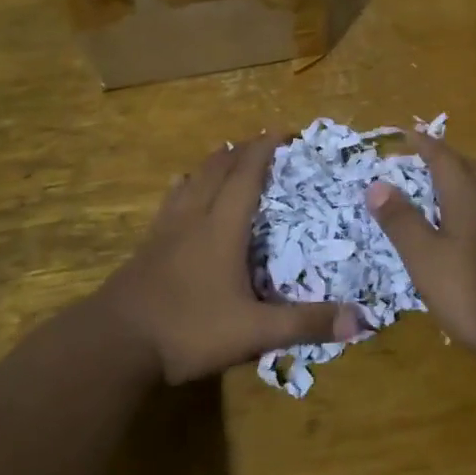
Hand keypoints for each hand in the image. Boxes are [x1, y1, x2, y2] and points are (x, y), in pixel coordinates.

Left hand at [93, 133, 361, 384]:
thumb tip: (361, 320)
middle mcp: (194, 219)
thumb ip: (304, 324)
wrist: (114, 344)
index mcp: (222, 229)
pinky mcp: (146, 248)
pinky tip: (178, 187)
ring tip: (223, 153)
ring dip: (211, 164)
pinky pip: (169, 202)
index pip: (246, 177)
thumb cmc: (188, 330)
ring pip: (190, 182)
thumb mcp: (253, 332)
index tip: (280, 130)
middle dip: (240, 151)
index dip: (263, 150)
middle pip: (217, 171)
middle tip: (258, 140)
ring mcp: (165, 232)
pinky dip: (182, 186)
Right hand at [365, 133, 475, 371]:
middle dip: (445, 158)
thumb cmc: (471, 293)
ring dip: (465, 175)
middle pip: (469, 164)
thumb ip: (401, 220)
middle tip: (422, 161)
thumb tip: (376, 183)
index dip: (424, 144)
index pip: (442, 156)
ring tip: (444, 187)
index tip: (408, 134)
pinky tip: (471, 222)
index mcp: (468, 194)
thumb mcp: (424, 259)